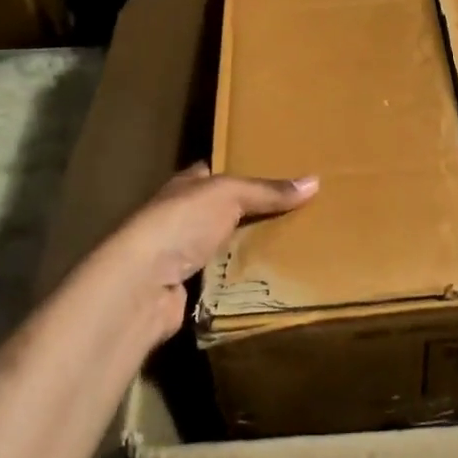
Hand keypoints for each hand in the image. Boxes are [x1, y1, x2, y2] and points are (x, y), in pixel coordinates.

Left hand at [78, 163, 317, 343]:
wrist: (143, 285)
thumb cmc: (181, 223)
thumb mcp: (229, 194)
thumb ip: (267, 190)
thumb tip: (314, 181)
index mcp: (186, 185)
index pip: (217, 172)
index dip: (244, 169)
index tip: (279, 172)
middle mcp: (181, 216)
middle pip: (224, 210)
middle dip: (254, 211)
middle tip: (298, 210)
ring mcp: (181, 254)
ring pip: (225, 244)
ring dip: (248, 246)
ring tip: (294, 242)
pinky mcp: (188, 288)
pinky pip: (224, 277)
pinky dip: (242, 276)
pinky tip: (271, 275)